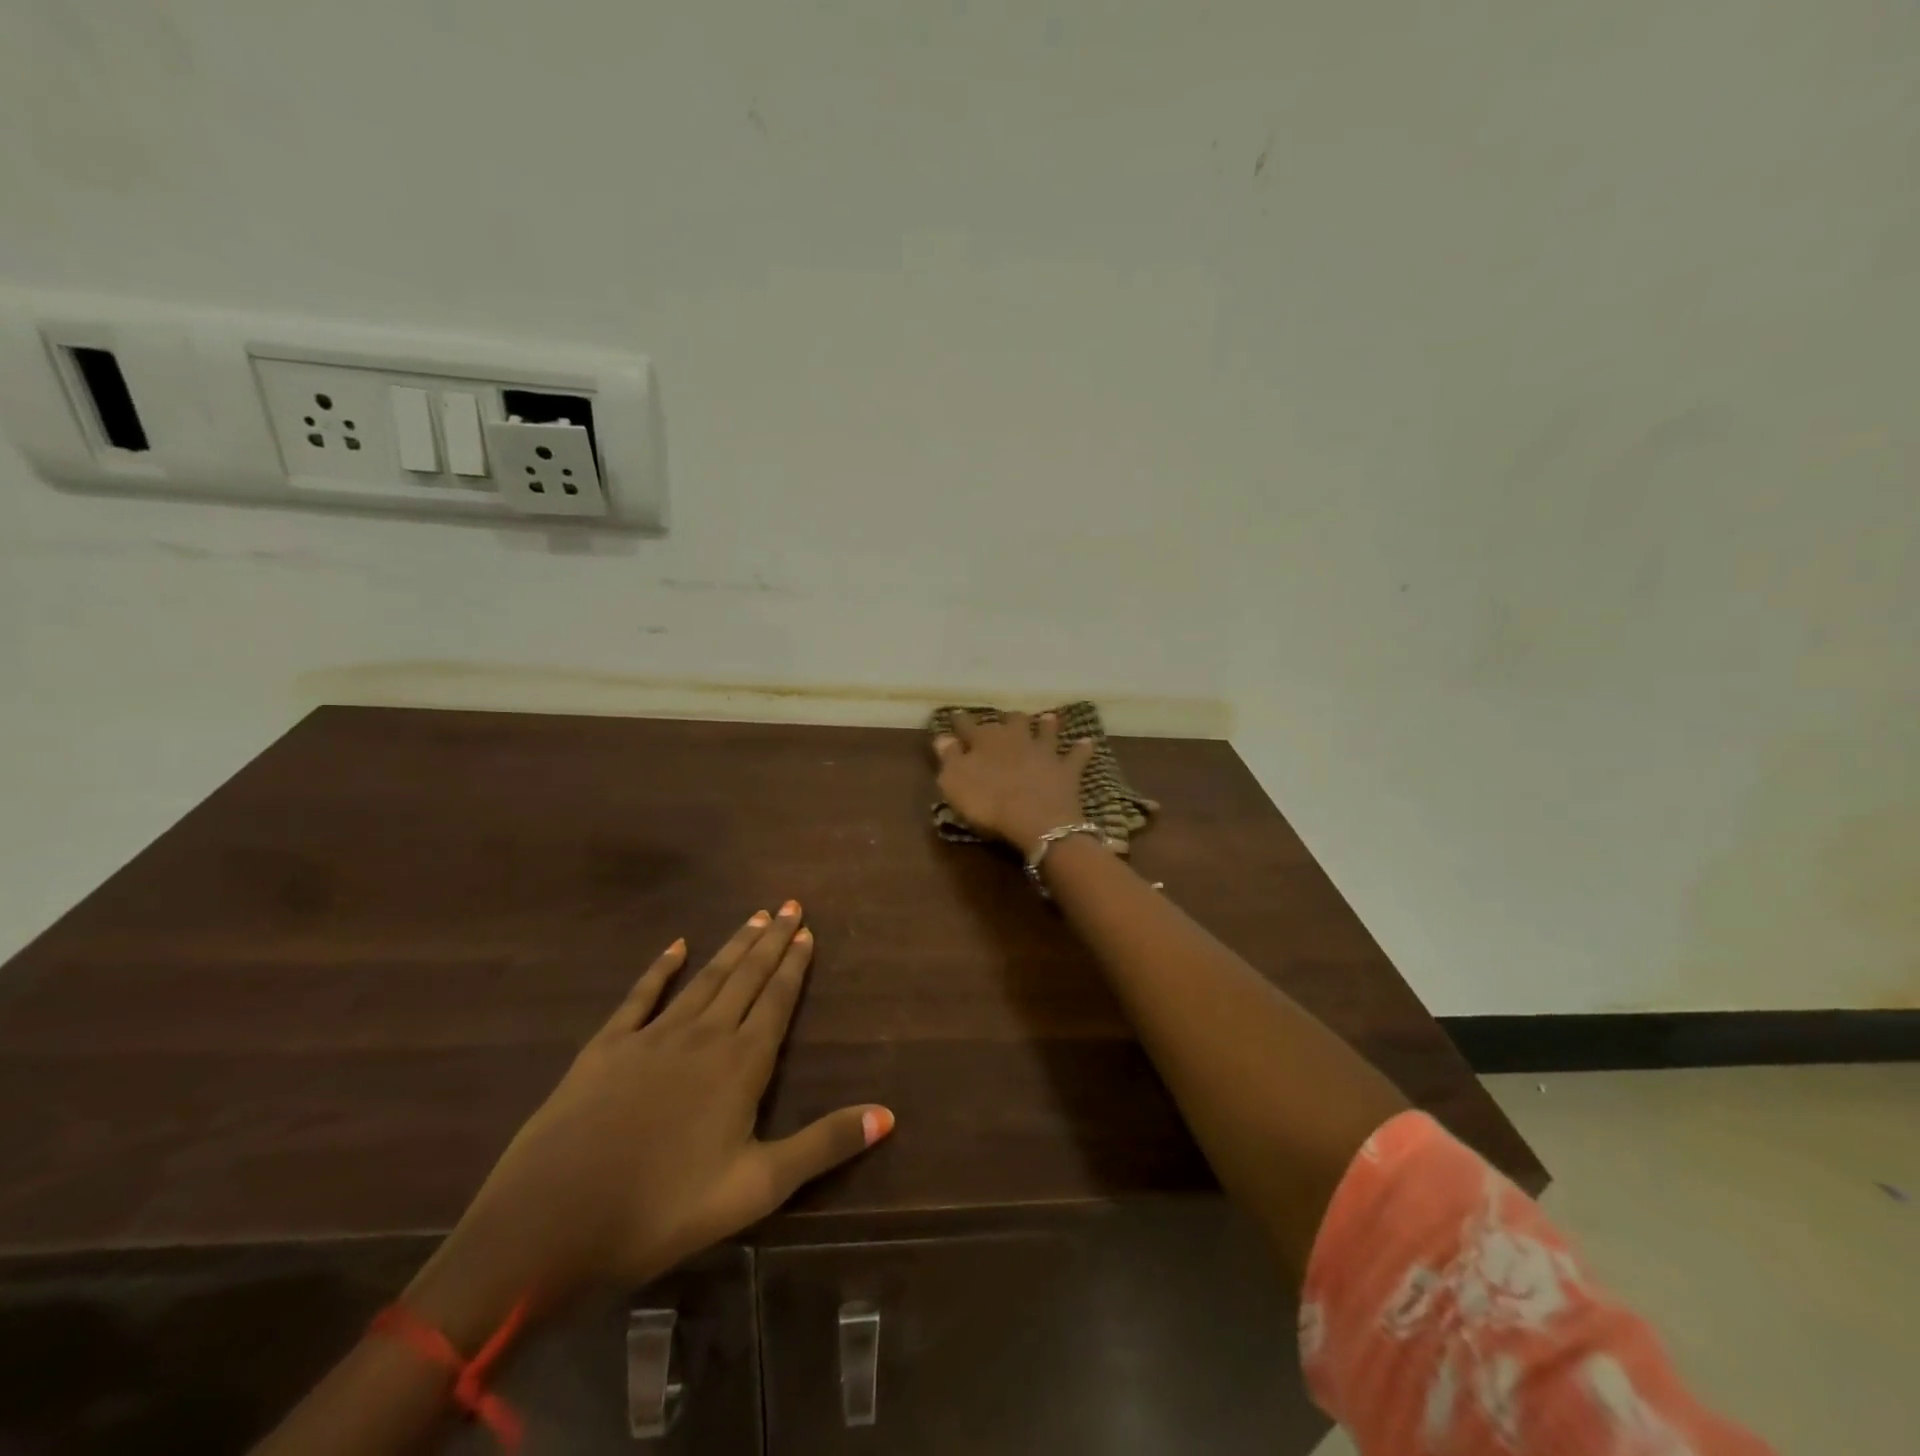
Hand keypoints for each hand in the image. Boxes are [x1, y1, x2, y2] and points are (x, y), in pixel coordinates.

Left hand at [414, 905, 891, 1333]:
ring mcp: (651, 1036)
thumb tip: (889, 1114)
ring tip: (753, 916)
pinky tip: (675, 945)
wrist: (549, 1225)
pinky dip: (660, 967)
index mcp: (740, 1064)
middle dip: (771, 941)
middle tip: (789, 905)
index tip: (807, 930)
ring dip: (731, 947)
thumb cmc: (663, 1211)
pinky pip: (641, 995)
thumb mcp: (756, 1188)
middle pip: (745, 977)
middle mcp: (702, 1035)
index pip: (777, 1001)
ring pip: (704, 978)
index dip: (794, 965)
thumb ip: (823, 1145)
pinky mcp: (606, 1047)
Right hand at [933, 710, 1093, 855]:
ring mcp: (1044, 751)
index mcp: (984, 739)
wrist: (1035, 819)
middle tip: (1005, 719)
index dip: (959, 721)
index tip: (954, 716)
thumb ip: (949, 757)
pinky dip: (1081, 749)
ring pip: (1045, 731)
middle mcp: (1015, 738)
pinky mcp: (1067, 769)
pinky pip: (1076, 755)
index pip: (967, 725)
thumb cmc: (987, 801)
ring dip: (1045, 724)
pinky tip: (1086, 742)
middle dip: (1006, 719)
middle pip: (1011, 722)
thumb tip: (943, 737)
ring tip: (1047, 718)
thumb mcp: (954, 782)